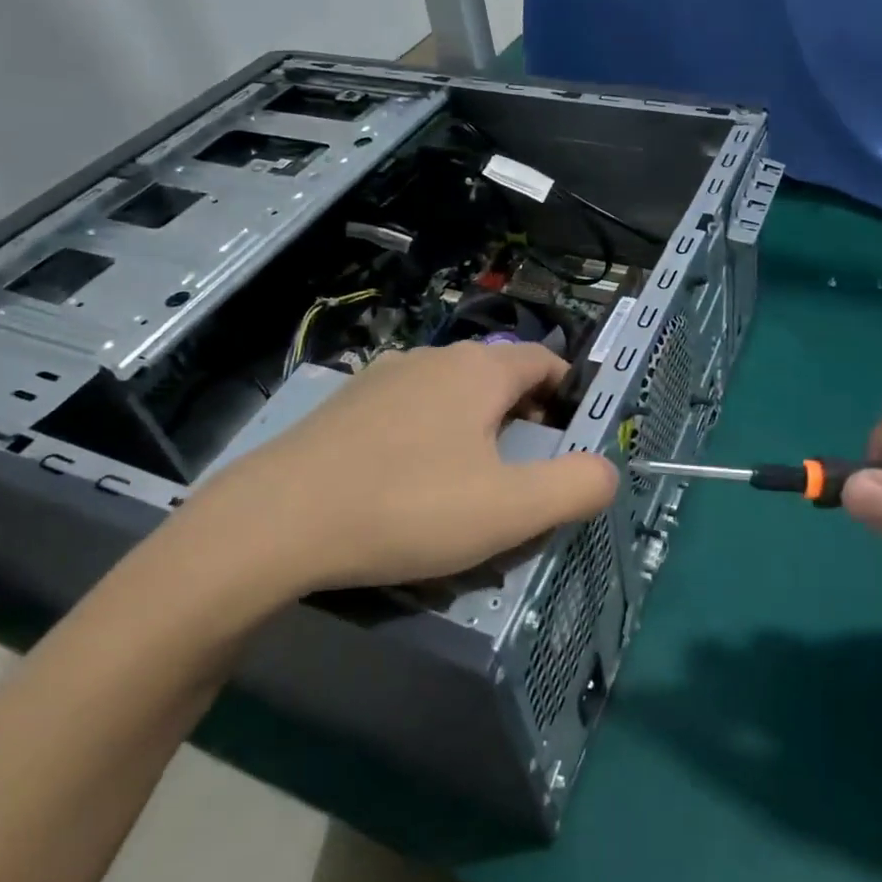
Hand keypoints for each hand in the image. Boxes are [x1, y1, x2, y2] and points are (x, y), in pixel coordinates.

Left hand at [162, 342, 617, 612]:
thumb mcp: (510, 509)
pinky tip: (409, 484)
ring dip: (475, 428)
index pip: (545, 361)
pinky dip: (428, 437)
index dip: (569, 395)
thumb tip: (607, 471)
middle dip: (524, 417)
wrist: (275, 523)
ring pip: (451, 394)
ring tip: (470, 483)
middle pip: (499, 377)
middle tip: (526, 472)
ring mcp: (382, 378)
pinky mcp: (345, 406)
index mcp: (479, 371)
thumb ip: (575, 487)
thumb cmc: (408, 507)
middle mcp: (433, 359)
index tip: (573, 438)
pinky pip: (408, 411)